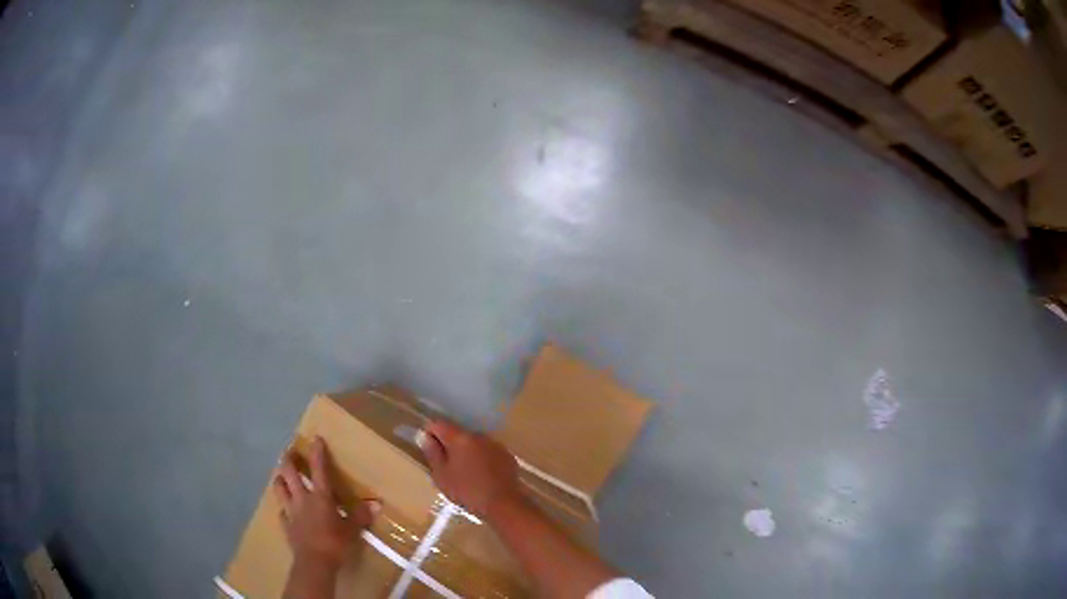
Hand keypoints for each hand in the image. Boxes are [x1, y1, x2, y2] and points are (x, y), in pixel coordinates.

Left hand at [273, 436, 378, 569]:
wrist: (314, 561)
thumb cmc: (335, 542)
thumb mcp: (352, 529)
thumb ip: (361, 516)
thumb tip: (377, 504)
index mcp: (321, 497)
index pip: (318, 469)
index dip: (317, 453)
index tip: (315, 439)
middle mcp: (302, 499)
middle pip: (290, 473)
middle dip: (289, 460)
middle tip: (288, 452)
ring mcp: (291, 511)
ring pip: (279, 489)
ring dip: (279, 479)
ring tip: (280, 475)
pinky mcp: (286, 525)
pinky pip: (281, 513)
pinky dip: (283, 508)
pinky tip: (284, 510)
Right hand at [419, 421, 523, 518]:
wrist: (503, 504)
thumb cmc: (467, 491)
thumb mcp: (442, 476)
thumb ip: (432, 453)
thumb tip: (425, 436)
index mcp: (460, 438)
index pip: (438, 424)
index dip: (430, 433)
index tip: (429, 449)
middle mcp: (478, 435)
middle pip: (457, 433)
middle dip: (449, 445)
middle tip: (446, 466)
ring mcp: (495, 444)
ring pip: (473, 443)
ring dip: (466, 452)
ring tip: (465, 473)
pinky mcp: (506, 455)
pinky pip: (488, 451)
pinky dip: (482, 458)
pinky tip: (482, 476)